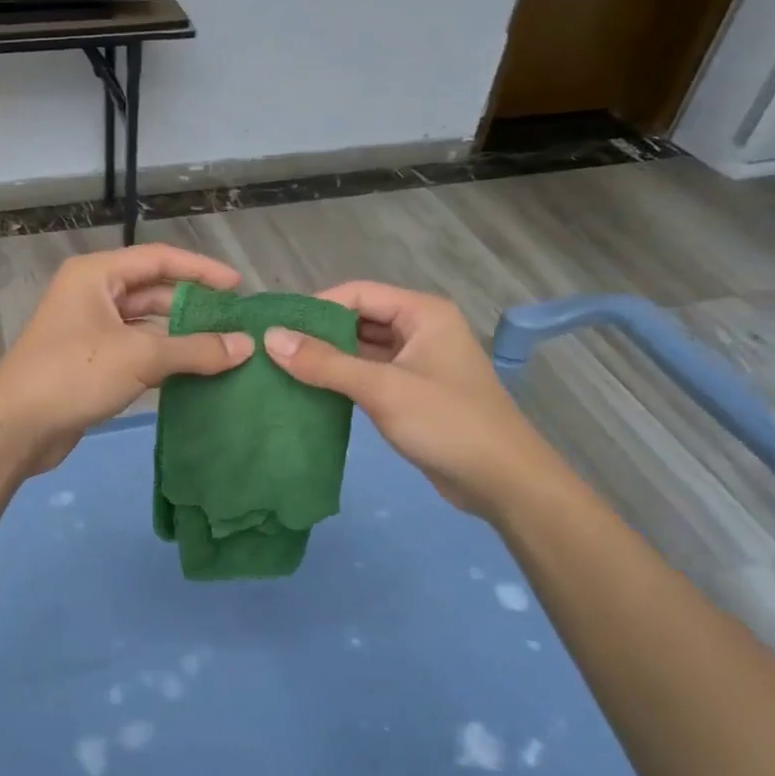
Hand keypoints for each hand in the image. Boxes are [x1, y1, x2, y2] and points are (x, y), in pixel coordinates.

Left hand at [0, 244, 253, 473]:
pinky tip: (195, 372)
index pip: (159, 259)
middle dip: (193, 305)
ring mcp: (90, 329)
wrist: (15, 428)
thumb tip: (246, 346)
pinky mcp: (91, 361)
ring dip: (181, 335)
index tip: (238, 286)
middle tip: (235, 322)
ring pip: (146, 324)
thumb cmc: (74, 374)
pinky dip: (164, 358)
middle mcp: (92, 294)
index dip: (201, 269)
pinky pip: (137, 350)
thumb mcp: (140, 356)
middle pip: (153, 290)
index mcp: (96, 274)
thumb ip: (196, 349)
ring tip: (224, 349)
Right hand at [262, 282, 561, 520]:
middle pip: (359, 319)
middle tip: (271, 350)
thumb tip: (271, 338)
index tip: (276, 328)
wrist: (503, 482)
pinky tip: (309, 392)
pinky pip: (369, 374)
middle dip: (318, 334)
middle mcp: (420, 329)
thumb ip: (326, 363)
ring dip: (328, 359)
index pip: (357, 293)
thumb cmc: (447, 423)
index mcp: (422, 312)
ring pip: (362, 349)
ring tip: (281, 370)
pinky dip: (342, 380)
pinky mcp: (412, 391)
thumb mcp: (383, 389)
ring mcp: (417, 361)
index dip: (316, 307)